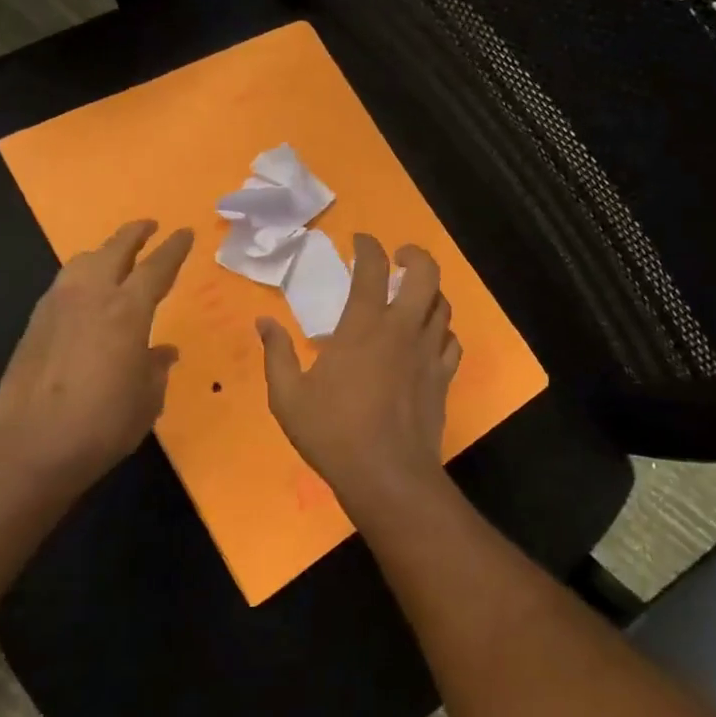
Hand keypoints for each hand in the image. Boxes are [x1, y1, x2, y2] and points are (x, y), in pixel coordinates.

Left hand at [0, 219, 193, 498]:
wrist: (29, 446)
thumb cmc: (102, 424)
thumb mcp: (147, 399)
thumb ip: (156, 368)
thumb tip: (163, 351)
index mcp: (127, 310)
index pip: (157, 267)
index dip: (173, 248)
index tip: (184, 232)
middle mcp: (91, 296)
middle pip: (114, 249)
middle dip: (135, 234)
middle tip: (149, 226)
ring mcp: (57, 306)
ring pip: (82, 261)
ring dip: (103, 252)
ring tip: (114, 256)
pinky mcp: (34, 324)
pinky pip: (63, 284)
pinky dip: (80, 277)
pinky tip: (84, 294)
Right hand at [256, 233, 461, 516]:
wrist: (387, 475)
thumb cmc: (332, 432)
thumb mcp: (287, 396)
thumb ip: (276, 354)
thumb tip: (264, 321)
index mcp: (364, 325)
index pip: (372, 267)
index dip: (368, 246)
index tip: (360, 241)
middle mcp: (402, 328)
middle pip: (426, 274)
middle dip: (415, 255)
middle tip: (400, 257)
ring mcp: (428, 352)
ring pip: (442, 305)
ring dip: (429, 292)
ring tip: (413, 296)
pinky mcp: (443, 378)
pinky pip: (451, 342)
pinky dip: (442, 331)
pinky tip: (429, 339)